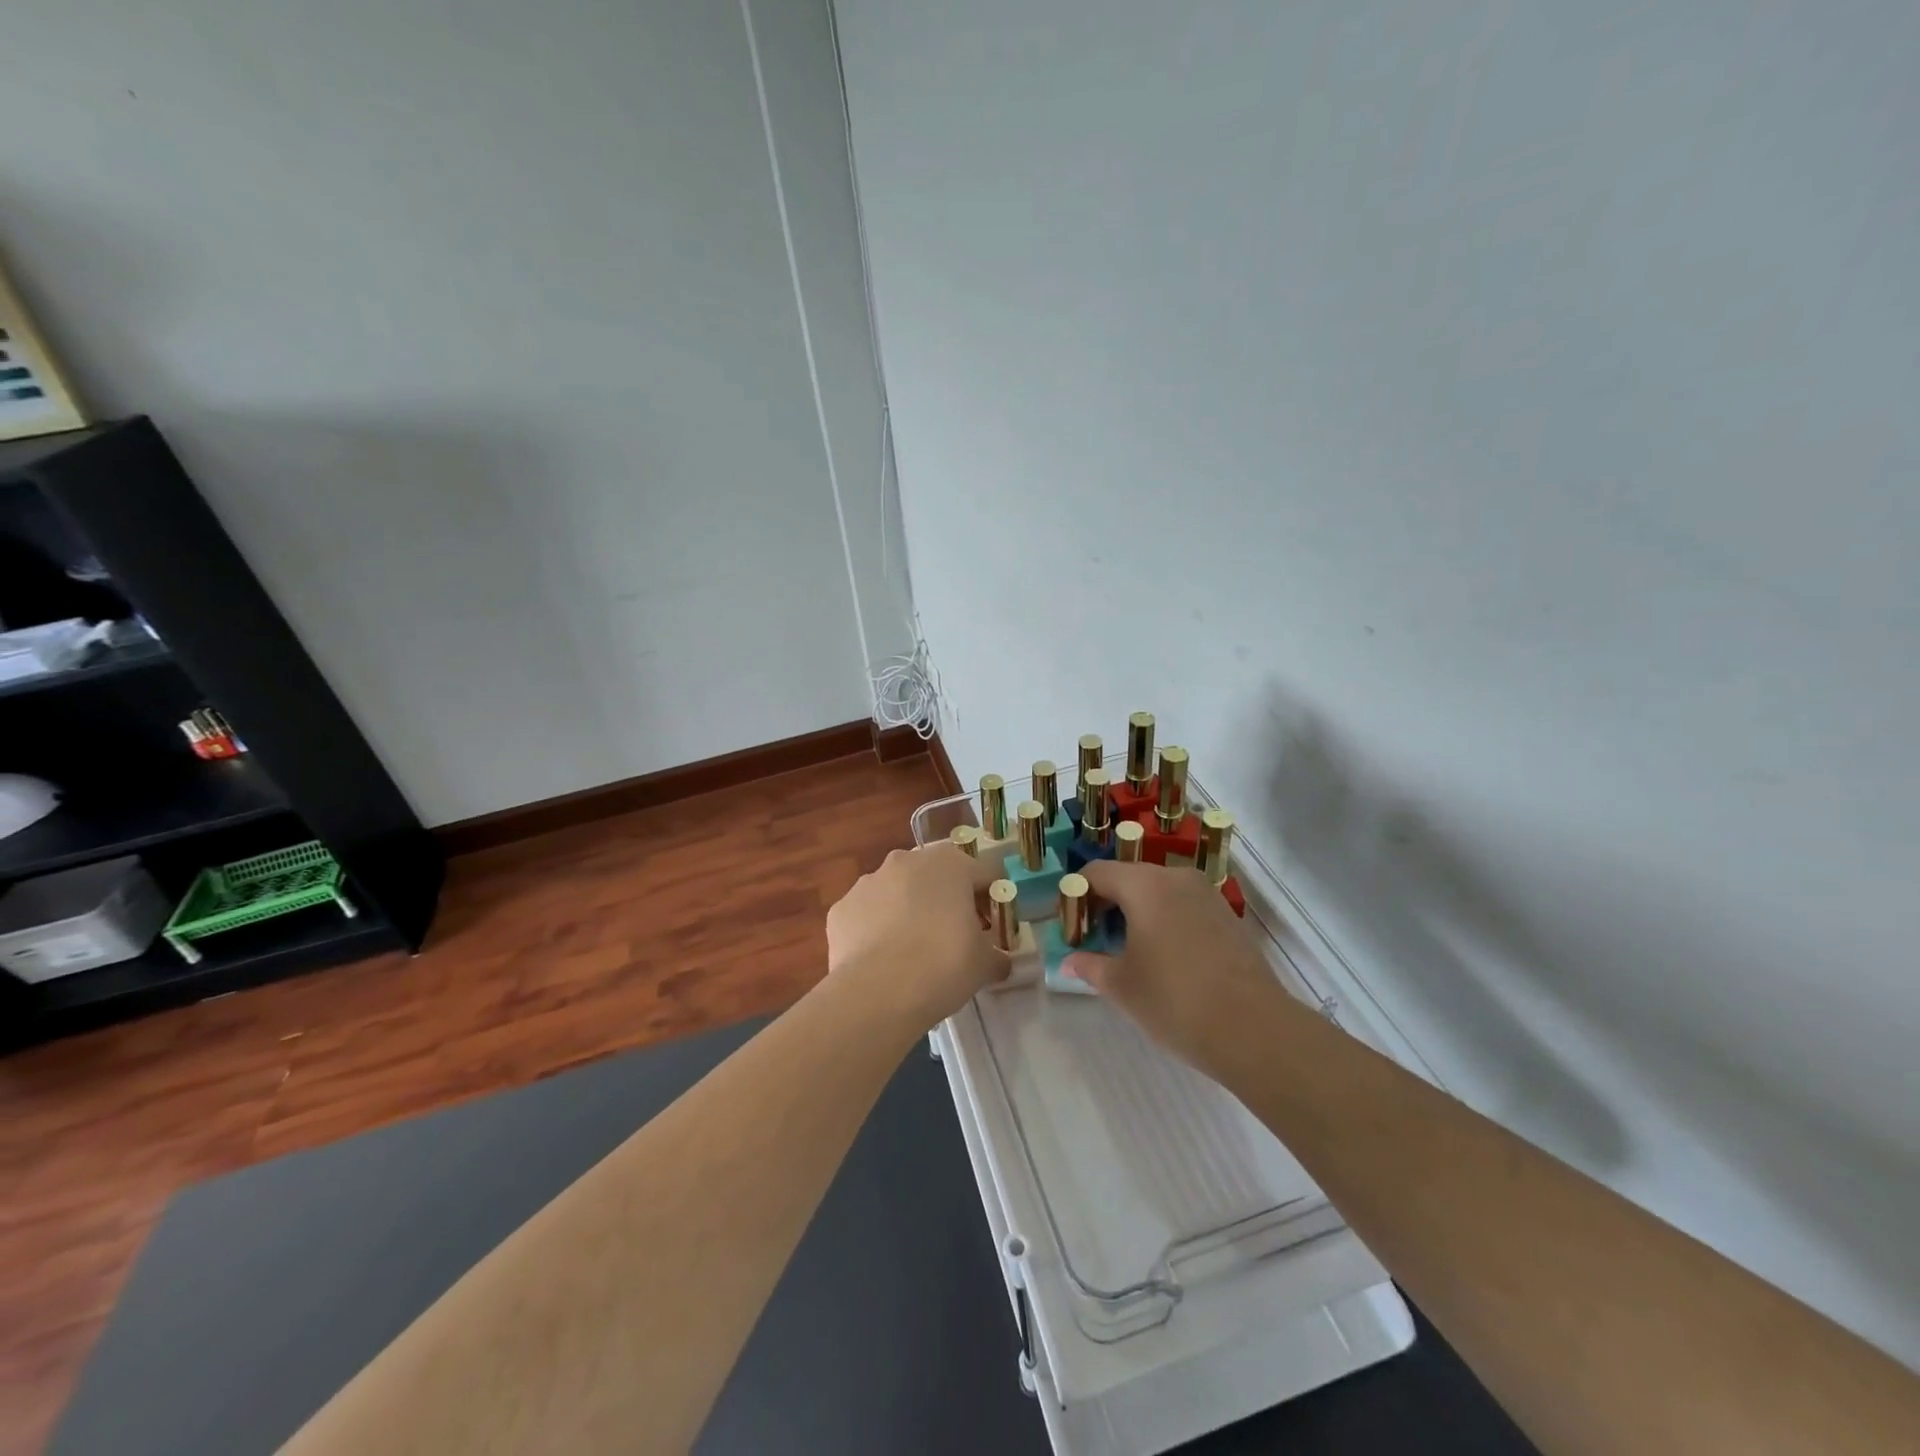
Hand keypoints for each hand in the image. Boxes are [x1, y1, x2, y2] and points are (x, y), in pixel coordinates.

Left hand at [826, 844, 1009, 1031]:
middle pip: (936, 876)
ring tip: (913, 951)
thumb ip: (997, 955)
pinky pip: (868, 914)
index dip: (991, 901)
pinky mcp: (842, 907)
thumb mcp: (985, 964)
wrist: (877, 992)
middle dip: (946, 900)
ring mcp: (869, 881)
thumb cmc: (943, 965)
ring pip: (898, 891)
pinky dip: (876, 929)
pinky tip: (882, 960)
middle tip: (953, 936)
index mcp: (950, 864)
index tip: (992, 929)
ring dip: (908, 910)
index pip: (983, 874)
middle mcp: (907, 861)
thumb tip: (1001, 962)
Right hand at [1062, 861, 1289, 1077]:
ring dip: (1136, 911)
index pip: (1096, 873)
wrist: (1254, 1030)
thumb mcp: (1121, 986)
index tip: (1071, 928)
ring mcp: (1206, 894)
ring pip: (1157, 890)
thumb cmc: (1175, 1001)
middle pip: (1128, 877)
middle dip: (1105, 903)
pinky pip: (1182, 904)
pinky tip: (1164, 956)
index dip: (1076, 896)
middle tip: (1094, 940)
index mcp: (1144, 885)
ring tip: (1128, 950)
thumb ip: (1090, 966)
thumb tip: (1069, 961)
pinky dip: (1164, 918)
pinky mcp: (1226, 914)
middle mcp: (1175, 877)